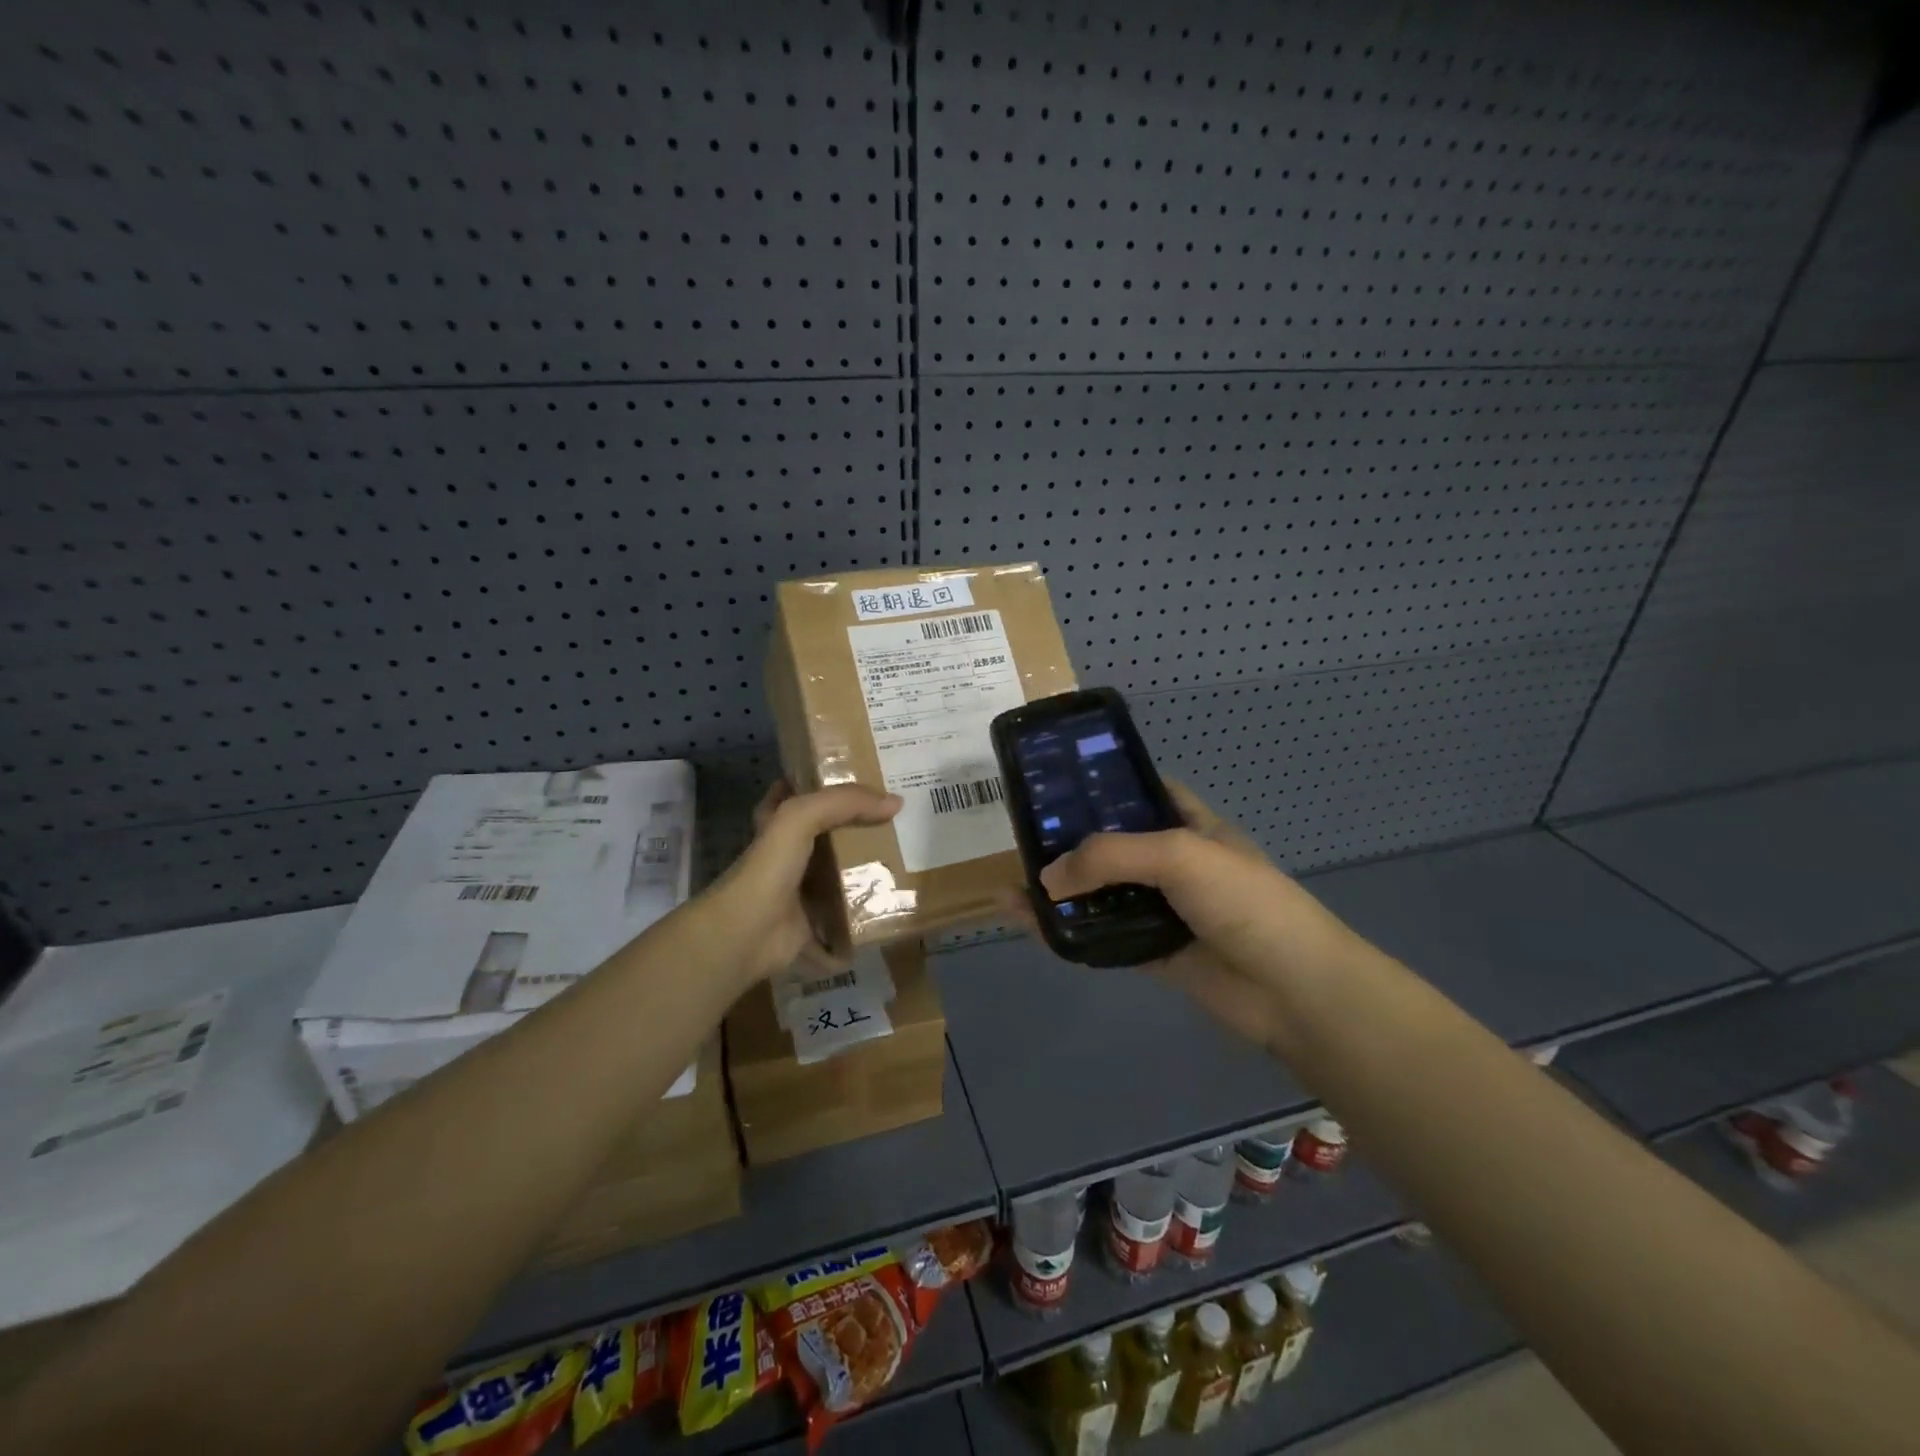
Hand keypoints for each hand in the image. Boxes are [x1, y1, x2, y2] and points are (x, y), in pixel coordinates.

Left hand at [700, 780, 901, 986]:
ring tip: (909, 862)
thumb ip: (845, 802)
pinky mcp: (812, 926)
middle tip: (899, 822)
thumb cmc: (769, 868)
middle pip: (828, 837)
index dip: (824, 784)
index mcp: (777, 826)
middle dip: (859, 830)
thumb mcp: (801, 817)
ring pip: (839, 878)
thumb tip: (896, 803)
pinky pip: (845, 921)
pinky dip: (864, 921)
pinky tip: (896, 909)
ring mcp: (799, 894)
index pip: (798, 794)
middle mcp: (787, 857)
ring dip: (868, 875)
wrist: (747, 934)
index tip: (862, 779)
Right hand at [1031, 784, 1364, 1050]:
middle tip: (1022, 835)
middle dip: (1072, 841)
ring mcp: (1163, 910)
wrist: (1292, 989)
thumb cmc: (1244, 902)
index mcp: (1191, 826)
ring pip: (1103, 894)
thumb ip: (1109, 856)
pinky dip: (1068, 932)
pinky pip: (1102, 937)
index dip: (1107, 785)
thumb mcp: (1179, 855)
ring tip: (1011, 882)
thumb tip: (1047, 878)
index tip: (1059, 784)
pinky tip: (1030, 924)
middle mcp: (1175, 864)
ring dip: (1062, 891)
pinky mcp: (1152, 952)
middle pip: (1114, 845)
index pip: (1145, 792)